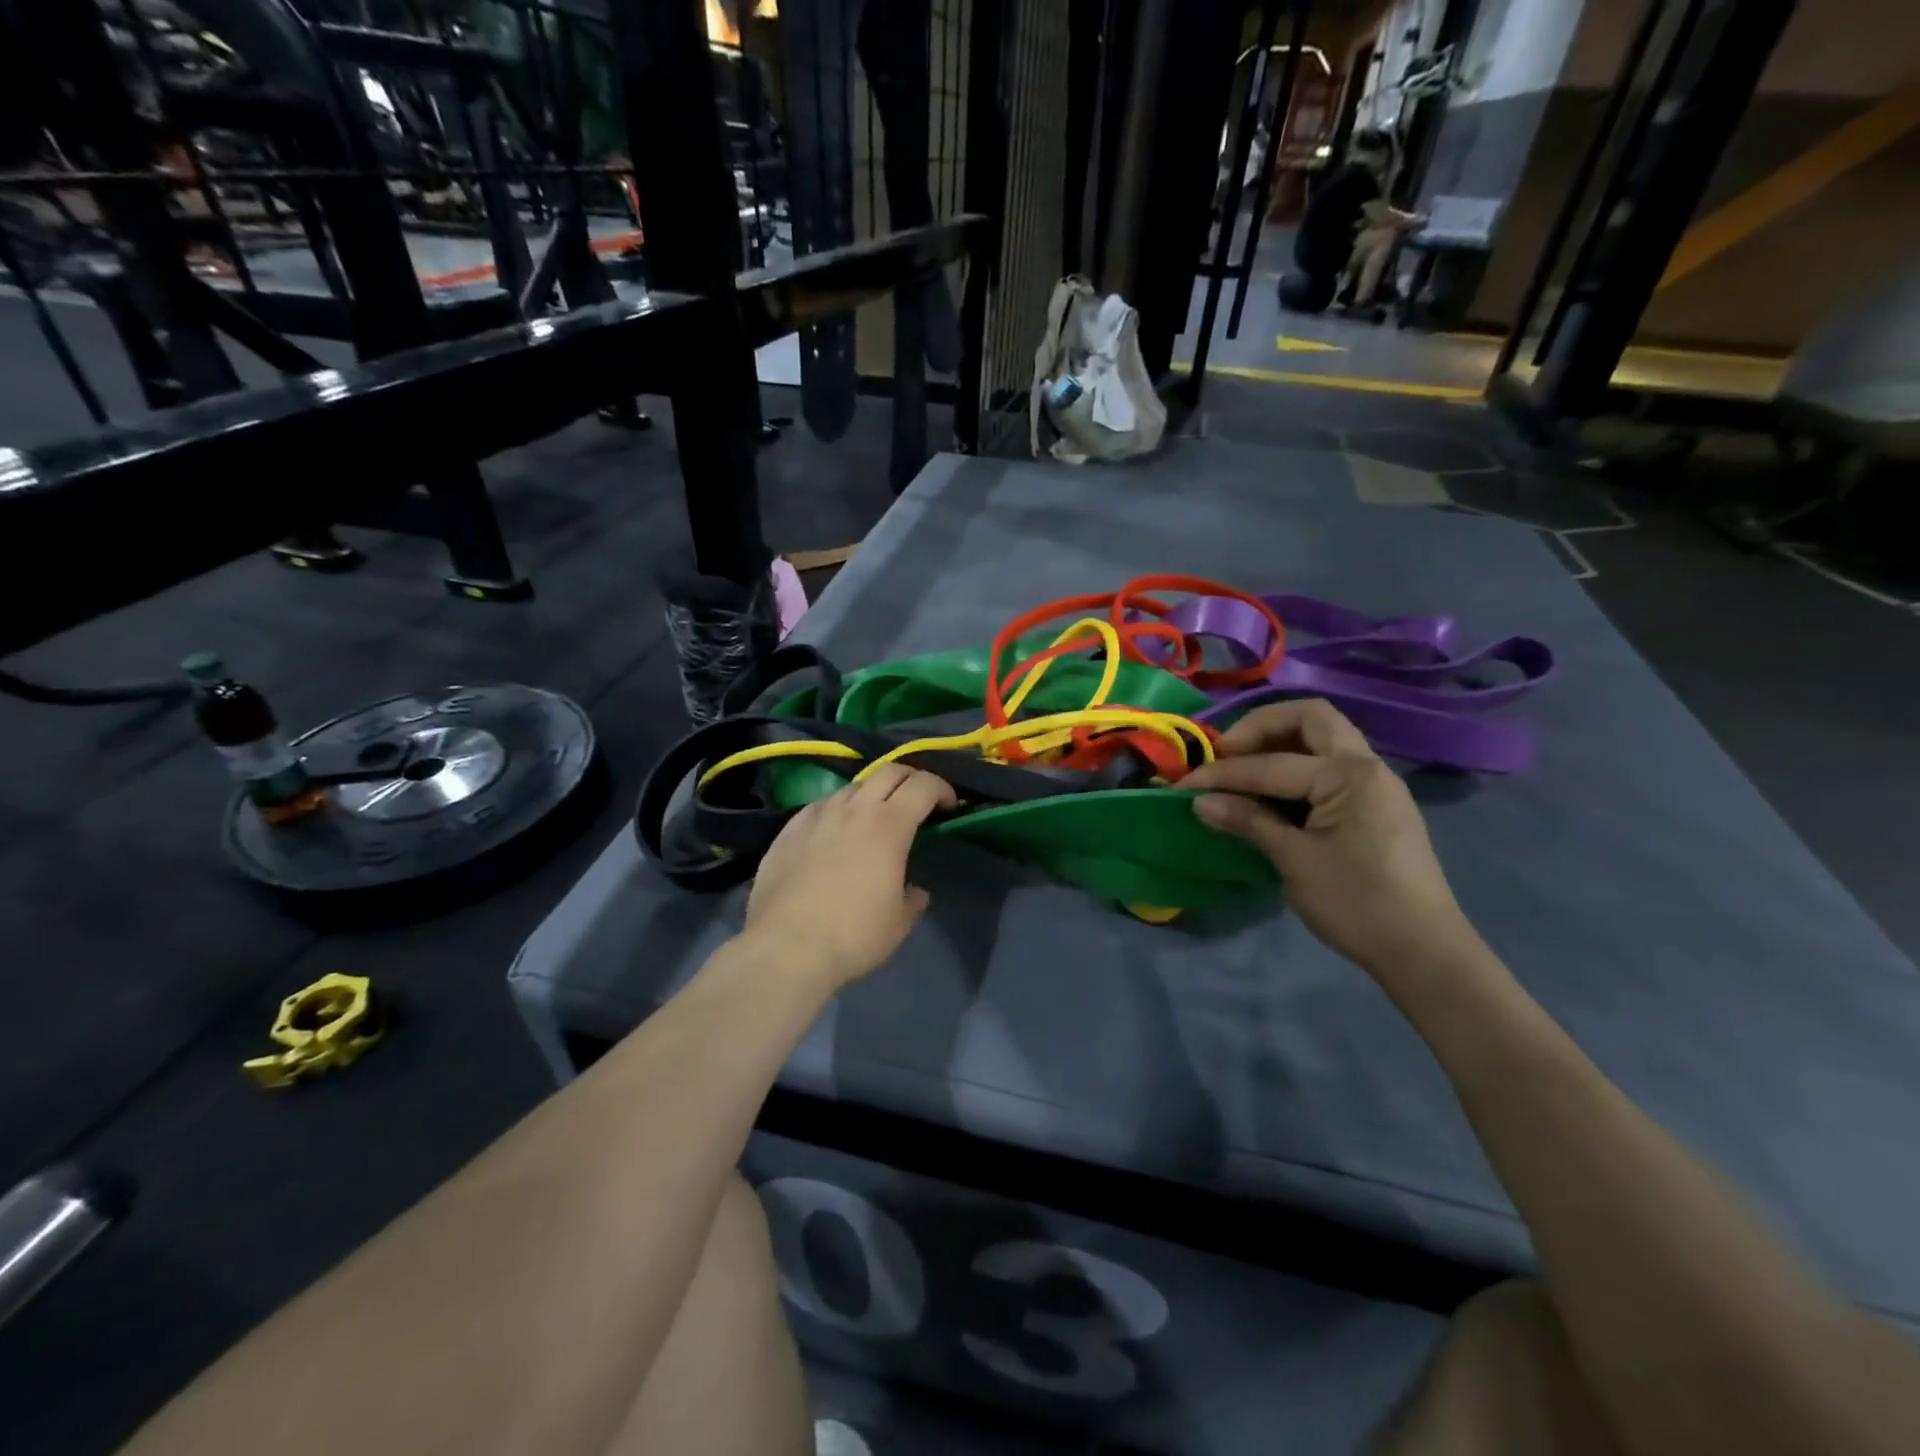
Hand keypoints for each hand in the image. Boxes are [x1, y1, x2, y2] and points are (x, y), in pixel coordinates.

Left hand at [742, 764, 956, 989]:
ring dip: (871, 794)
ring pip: (852, 786)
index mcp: (889, 826)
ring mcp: (817, 816)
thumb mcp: (898, 923)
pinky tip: (833, 833)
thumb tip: (914, 891)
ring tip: (873, 819)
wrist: (785, 948)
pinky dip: (837, 810)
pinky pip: (820, 806)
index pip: (923, 785)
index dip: (942, 789)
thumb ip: (912, 899)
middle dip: (910, 778)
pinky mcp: (788, 830)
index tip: (949, 806)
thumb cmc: (853, 935)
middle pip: (888, 771)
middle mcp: (854, 810)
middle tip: (918, 800)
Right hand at [1181, 700, 1476, 977]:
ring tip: (1241, 769)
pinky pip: (1329, 765)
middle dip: (1260, 727)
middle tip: (1225, 754)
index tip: (1184, 784)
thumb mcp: (1295, 861)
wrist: (1424, 952)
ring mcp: (1375, 784)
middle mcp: (1367, 766)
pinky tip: (1271, 793)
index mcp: (1350, 775)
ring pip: (1323, 737)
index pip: (1272, 763)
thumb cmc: (1358, 904)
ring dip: (1279, 742)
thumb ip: (1248, 822)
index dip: (1223, 773)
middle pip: (1310, 718)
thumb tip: (1198, 801)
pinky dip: (1296, 765)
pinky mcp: (1374, 804)